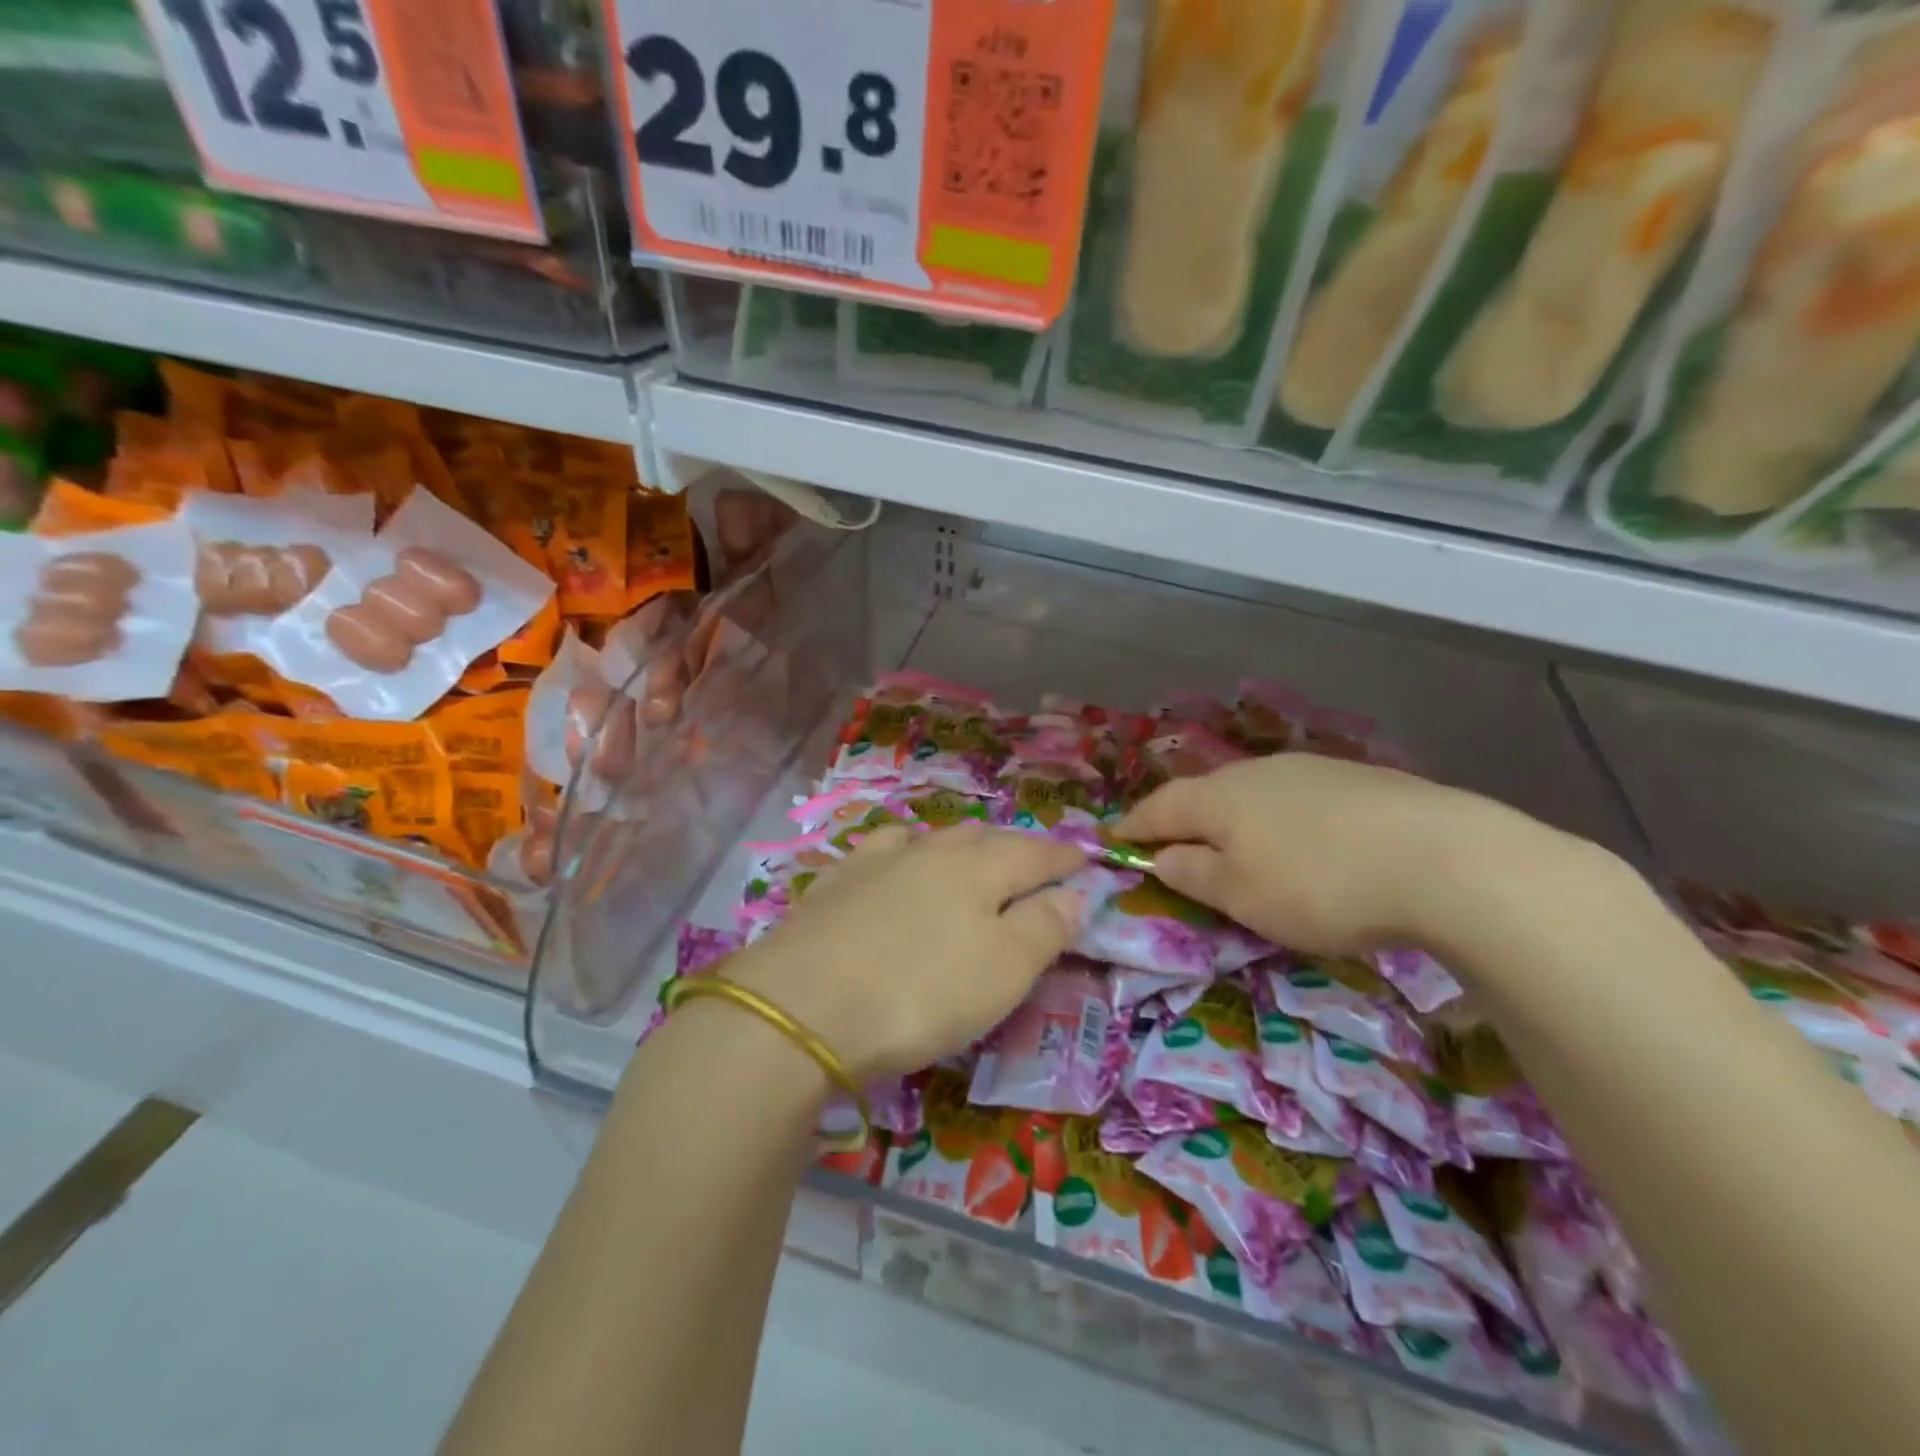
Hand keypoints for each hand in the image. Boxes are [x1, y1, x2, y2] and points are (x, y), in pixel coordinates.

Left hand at [724, 823, 1087, 1084]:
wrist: (802, 1004)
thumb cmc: (921, 991)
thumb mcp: (1004, 970)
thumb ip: (1045, 927)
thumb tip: (1073, 893)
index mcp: (980, 868)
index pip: (1035, 853)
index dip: (1064, 857)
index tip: (1084, 858)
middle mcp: (931, 851)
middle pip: (984, 839)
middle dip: (1013, 849)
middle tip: (1031, 865)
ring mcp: (878, 861)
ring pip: (932, 839)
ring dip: (959, 846)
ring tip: (970, 858)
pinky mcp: (836, 882)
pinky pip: (883, 850)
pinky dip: (906, 852)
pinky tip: (897, 860)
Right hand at [1113, 754, 1539, 956]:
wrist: (1443, 857)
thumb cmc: (1319, 885)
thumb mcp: (1242, 897)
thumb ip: (1194, 875)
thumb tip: (1162, 857)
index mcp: (1220, 798)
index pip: (1160, 807)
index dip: (1135, 825)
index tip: (1115, 839)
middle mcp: (1257, 772)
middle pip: (1206, 793)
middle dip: (1185, 819)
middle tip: (1175, 844)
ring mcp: (1311, 770)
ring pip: (1254, 792)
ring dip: (1236, 817)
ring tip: (1239, 844)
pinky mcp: (1358, 779)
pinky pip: (1298, 798)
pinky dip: (1283, 819)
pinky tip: (1305, 841)